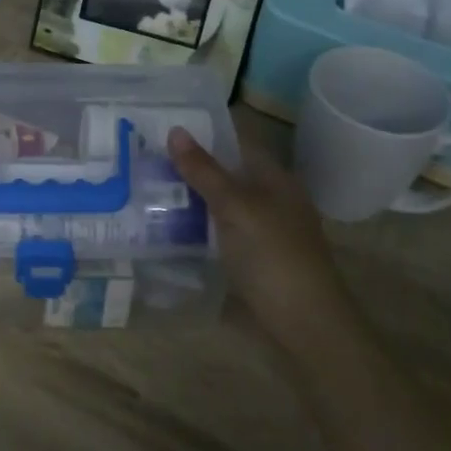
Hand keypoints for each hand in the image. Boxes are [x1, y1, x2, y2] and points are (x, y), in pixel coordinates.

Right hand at [167, 127, 350, 346]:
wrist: (306, 325)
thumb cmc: (273, 256)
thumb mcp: (235, 208)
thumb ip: (205, 171)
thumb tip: (176, 130)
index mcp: (276, 178)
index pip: (238, 142)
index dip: (205, 132)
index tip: (164, 125)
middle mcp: (273, 199)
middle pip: (228, 174)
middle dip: (192, 166)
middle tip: (145, 158)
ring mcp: (265, 231)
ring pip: (222, 204)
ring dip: (192, 198)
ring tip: (147, 189)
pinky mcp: (255, 260)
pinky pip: (221, 231)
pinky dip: (198, 226)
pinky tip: (171, 229)